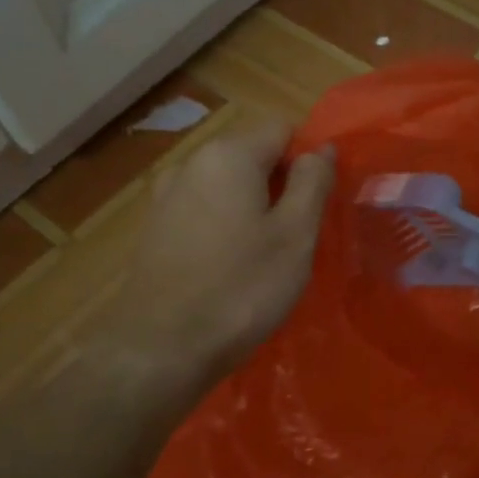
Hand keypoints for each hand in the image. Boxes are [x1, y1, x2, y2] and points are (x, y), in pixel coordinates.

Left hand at [106, 117, 333, 389]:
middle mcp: (191, 163)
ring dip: (255, 206)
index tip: (321, 202)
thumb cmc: (242, 288)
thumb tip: (323, 148)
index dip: (309, 158)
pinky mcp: (156, 229)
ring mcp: (166, 196)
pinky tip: (233, 265)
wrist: (163, 348)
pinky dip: (227, 224)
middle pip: (252, 154)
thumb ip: (313, 182)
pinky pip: (205, 209)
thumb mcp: (295, 234)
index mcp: (228, 155)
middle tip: (301, 232)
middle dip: (282, 183)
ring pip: (228, 185)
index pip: (282, 129)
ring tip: (269, 253)